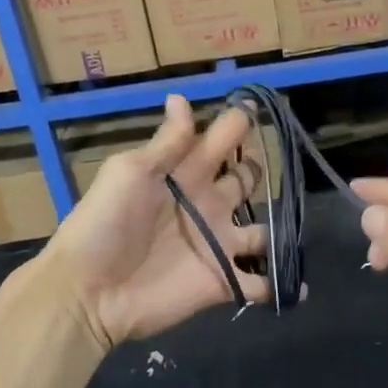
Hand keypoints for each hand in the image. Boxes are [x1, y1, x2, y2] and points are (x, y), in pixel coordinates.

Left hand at [43, 95, 271, 349]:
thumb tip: (181, 97)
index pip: (222, 140)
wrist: (89, 291)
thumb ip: (167, 143)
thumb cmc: (105, 224)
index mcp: (187, 173)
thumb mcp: (130, 173)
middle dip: (260, 168)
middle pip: (246, 179)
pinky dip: (281, 285)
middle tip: (279, 163)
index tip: (260, 109)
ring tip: (295, 227)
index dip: (240, 123)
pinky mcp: (223, 281)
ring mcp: (218, 244)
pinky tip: (298, 286)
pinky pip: (260, 283)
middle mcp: (209, 204)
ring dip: (280, 230)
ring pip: (262, 231)